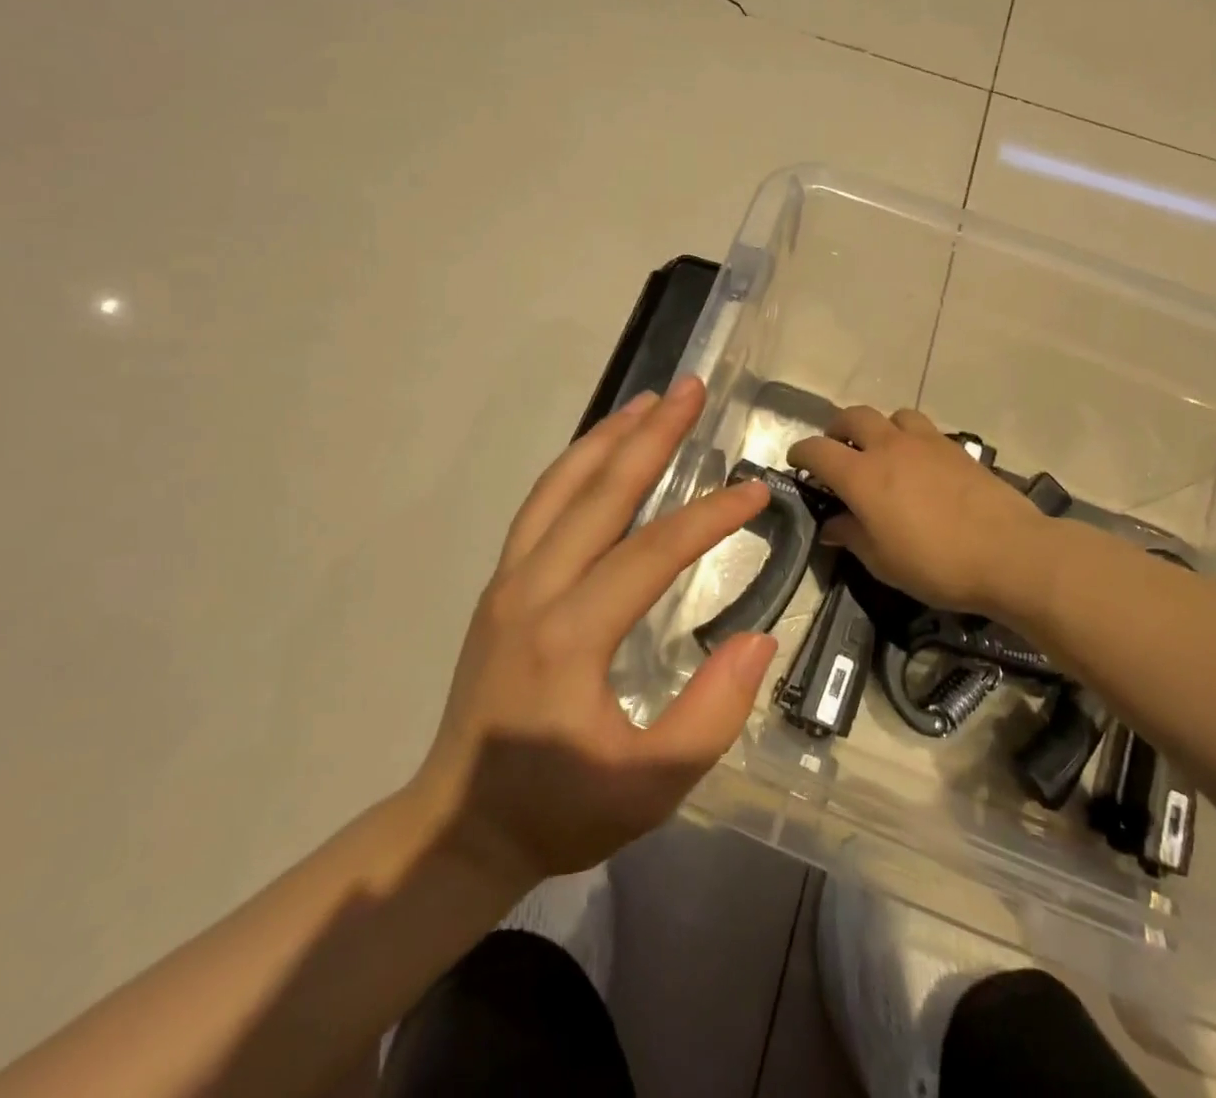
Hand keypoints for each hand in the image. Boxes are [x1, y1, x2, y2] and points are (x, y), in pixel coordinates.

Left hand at [413, 377, 777, 892]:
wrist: (459, 826)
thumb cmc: (560, 809)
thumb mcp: (651, 785)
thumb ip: (712, 714)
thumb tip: (756, 639)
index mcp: (571, 635)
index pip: (653, 551)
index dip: (710, 517)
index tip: (756, 491)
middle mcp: (533, 590)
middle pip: (601, 493)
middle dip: (652, 436)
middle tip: (691, 390)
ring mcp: (508, 581)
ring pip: (560, 487)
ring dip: (608, 438)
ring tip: (648, 401)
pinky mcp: (501, 585)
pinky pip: (540, 507)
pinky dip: (574, 466)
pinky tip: (599, 450)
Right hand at [788, 406, 1050, 616]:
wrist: (1009, 553)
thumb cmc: (936, 564)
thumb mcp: (882, 562)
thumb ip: (851, 536)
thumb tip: (832, 524)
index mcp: (862, 475)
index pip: (818, 450)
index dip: (801, 453)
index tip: (796, 463)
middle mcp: (889, 447)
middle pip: (853, 416)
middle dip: (837, 429)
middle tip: (836, 450)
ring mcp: (925, 442)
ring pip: (892, 415)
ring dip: (878, 427)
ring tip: (881, 451)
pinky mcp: (956, 447)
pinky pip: (923, 429)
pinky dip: (910, 438)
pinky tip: (919, 464)